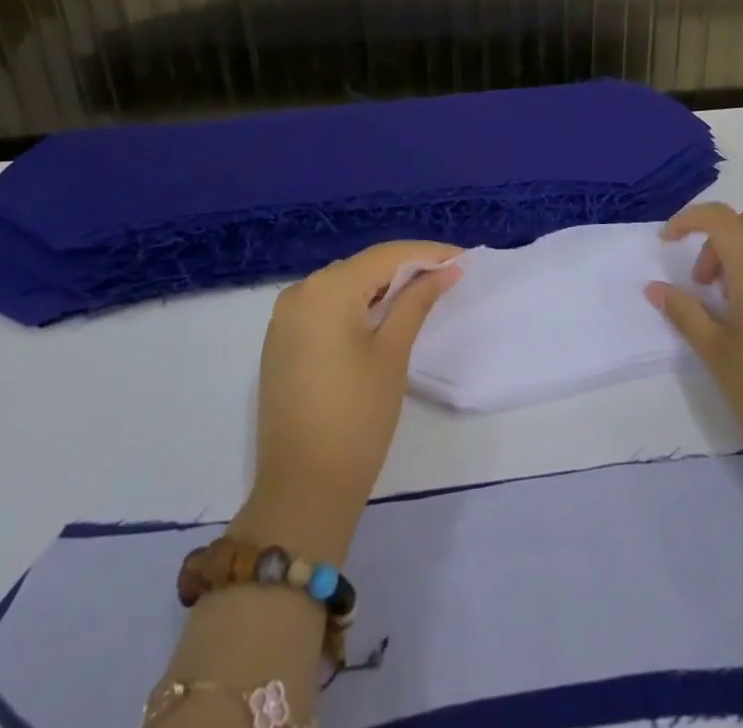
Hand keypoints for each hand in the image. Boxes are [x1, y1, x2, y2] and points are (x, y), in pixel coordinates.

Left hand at [235, 242, 460, 562]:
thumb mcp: (393, 353)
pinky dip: (355, 307)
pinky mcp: (280, 342)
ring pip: (344, 286)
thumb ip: (417, 302)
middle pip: (363, 267)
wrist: (302, 490)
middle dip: (405, 269)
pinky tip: (380, 317)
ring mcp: (285, 318)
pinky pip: (325, 308)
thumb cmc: (357, 417)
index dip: (427, 253)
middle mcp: (300, 292)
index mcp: (327, 289)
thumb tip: (447, 271)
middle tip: (446, 277)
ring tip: (421, 294)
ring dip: (380, 287)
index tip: (462, 258)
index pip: (386, 256)